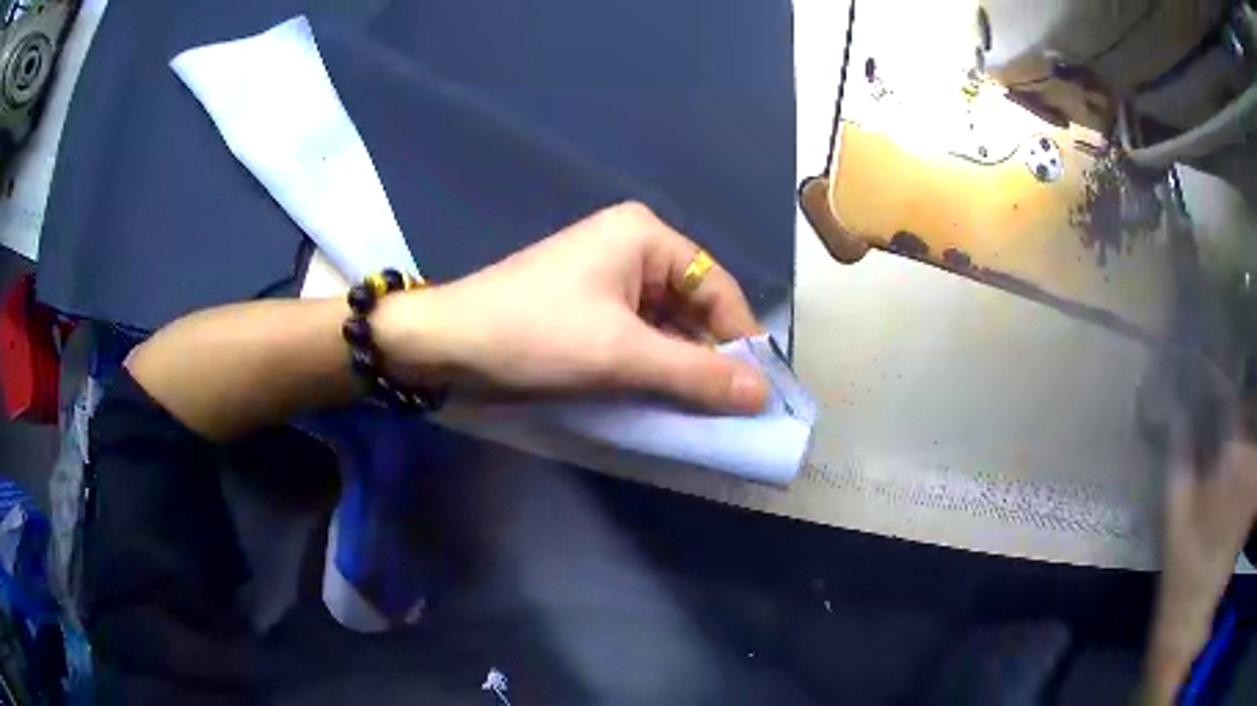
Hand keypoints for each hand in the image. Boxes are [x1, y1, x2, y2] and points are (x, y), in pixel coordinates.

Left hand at [374, 202, 769, 412]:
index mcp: (644, 236)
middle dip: (710, 357)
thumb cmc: (535, 335)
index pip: (717, 287)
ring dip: (681, 366)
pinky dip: (652, 366)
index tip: (759, 391)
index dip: (741, 340)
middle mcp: (631, 247)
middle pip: (693, 306)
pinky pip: (638, 335)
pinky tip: (663, 398)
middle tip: (732, 411)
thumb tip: (763, 394)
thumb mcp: (622, 356)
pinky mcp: (587, 306)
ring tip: (702, 412)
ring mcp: (606, 277)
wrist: (445, 345)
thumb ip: (696, 375)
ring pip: (666, 325)